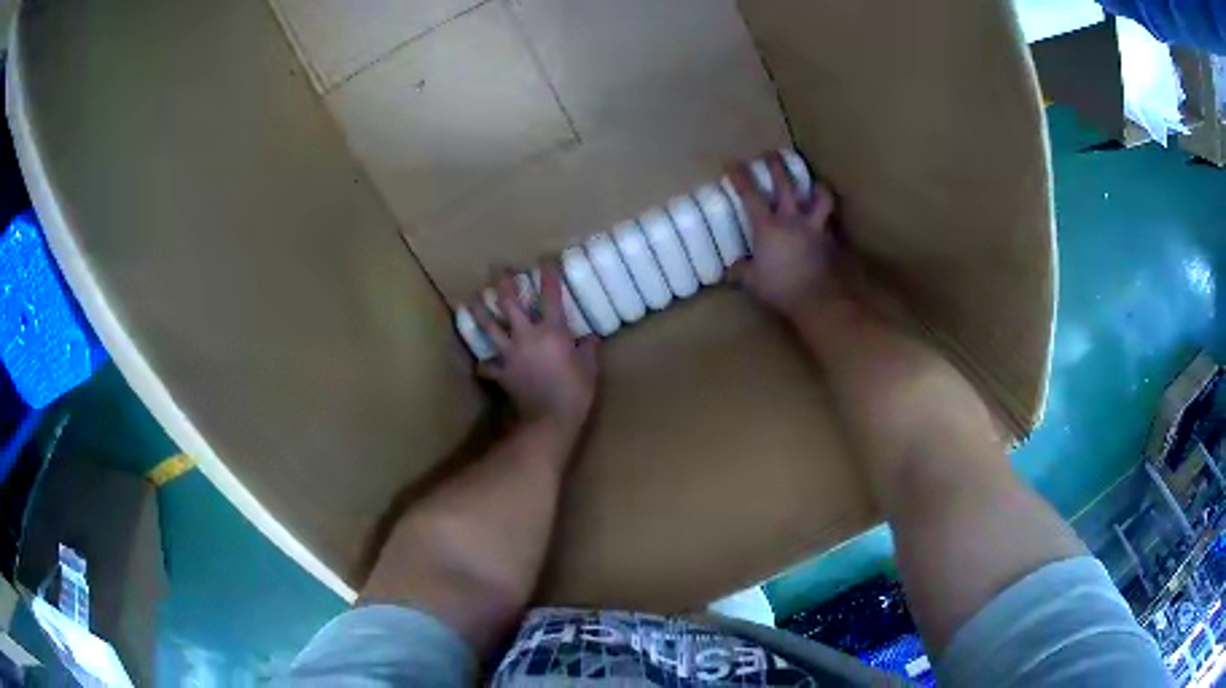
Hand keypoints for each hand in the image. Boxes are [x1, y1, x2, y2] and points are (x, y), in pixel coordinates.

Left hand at [469, 266, 598, 434]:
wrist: (549, 419)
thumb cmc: (575, 392)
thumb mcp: (589, 368)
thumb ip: (588, 349)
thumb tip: (590, 337)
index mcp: (553, 330)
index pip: (551, 295)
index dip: (548, 275)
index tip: (545, 258)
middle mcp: (527, 335)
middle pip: (510, 303)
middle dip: (503, 283)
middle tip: (497, 269)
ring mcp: (510, 353)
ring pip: (489, 327)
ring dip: (479, 312)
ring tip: (470, 301)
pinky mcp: (502, 372)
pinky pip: (488, 367)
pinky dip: (484, 365)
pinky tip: (481, 365)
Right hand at [728, 152, 841, 321]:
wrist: (817, 298)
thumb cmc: (780, 288)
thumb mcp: (753, 281)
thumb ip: (741, 270)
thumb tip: (731, 268)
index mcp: (767, 226)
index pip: (750, 195)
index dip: (740, 177)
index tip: (732, 164)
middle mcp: (792, 219)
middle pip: (785, 184)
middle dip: (777, 165)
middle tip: (772, 154)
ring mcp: (814, 227)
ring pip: (819, 196)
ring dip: (816, 186)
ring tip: (814, 182)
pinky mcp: (829, 239)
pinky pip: (830, 221)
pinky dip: (827, 216)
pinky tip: (826, 219)